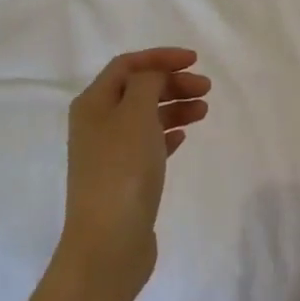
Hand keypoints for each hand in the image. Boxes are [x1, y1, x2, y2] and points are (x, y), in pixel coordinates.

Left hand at [59, 48, 210, 296]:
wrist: (109, 242)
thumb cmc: (122, 169)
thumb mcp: (136, 113)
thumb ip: (148, 82)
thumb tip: (153, 76)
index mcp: (93, 103)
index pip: (127, 65)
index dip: (160, 58)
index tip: (195, 61)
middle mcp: (96, 124)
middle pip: (138, 90)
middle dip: (172, 83)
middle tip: (205, 88)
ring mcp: (109, 153)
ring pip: (145, 117)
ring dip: (174, 107)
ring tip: (203, 111)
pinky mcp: (123, 179)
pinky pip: (148, 144)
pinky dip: (167, 133)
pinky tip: (184, 136)